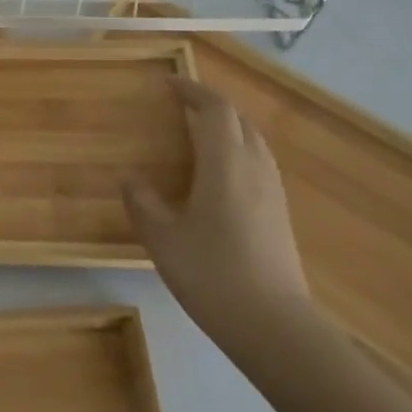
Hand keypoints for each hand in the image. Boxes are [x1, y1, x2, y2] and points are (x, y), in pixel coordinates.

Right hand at [125, 76, 312, 357]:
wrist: (275, 327)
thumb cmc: (213, 274)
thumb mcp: (162, 239)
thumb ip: (142, 202)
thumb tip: (130, 178)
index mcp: (226, 163)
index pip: (215, 109)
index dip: (192, 90)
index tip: (168, 84)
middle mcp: (255, 167)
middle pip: (238, 119)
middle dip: (210, 105)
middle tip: (180, 106)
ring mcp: (273, 191)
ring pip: (253, 140)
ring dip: (227, 127)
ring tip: (197, 134)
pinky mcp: (280, 213)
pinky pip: (258, 162)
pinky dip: (237, 151)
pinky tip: (218, 175)